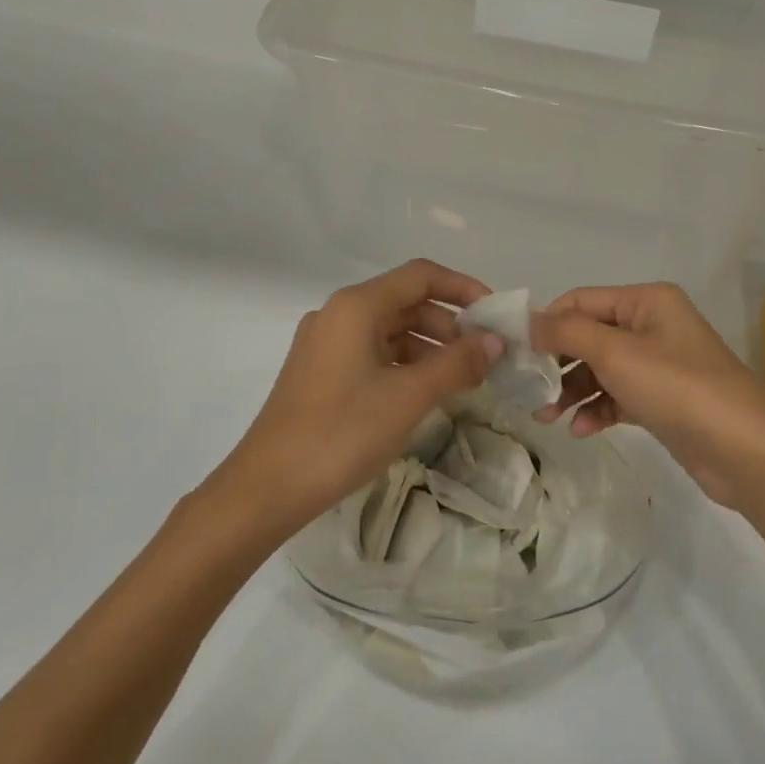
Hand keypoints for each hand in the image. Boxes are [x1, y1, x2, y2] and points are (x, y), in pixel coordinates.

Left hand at [226, 260, 502, 531]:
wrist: (268, 487)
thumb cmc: (343, 432)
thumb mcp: (408, 396)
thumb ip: (456, 363)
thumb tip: (494, 342)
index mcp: (357, 306)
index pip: (421, 276)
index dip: (463, 288)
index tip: (495, 315)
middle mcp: (339, 314)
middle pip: (405, 301)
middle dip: (449, 323)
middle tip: (484, 355)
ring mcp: (325, 344)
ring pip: (389, 330)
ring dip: (429, 346)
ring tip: (462, 378)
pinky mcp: (320, 372)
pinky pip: (372, 353)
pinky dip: (404, 364)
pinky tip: (425, 392)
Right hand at [531, 283, 764, 506]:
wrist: (744, 451)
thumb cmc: (677, 387)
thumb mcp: (615, 352)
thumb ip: (567, 332)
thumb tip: (528, 321)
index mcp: (646, 301)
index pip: (581, 301)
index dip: (547, 323)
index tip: (515, 352)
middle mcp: (652, 326)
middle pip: (588, 336)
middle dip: (557, 363)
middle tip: (527, 389)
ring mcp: (658, 364)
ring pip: (600, 370)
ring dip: (572, 391)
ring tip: (547, 417)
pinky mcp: (661, 400)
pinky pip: (617, 396)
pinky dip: (597, 409)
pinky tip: (582, 430)